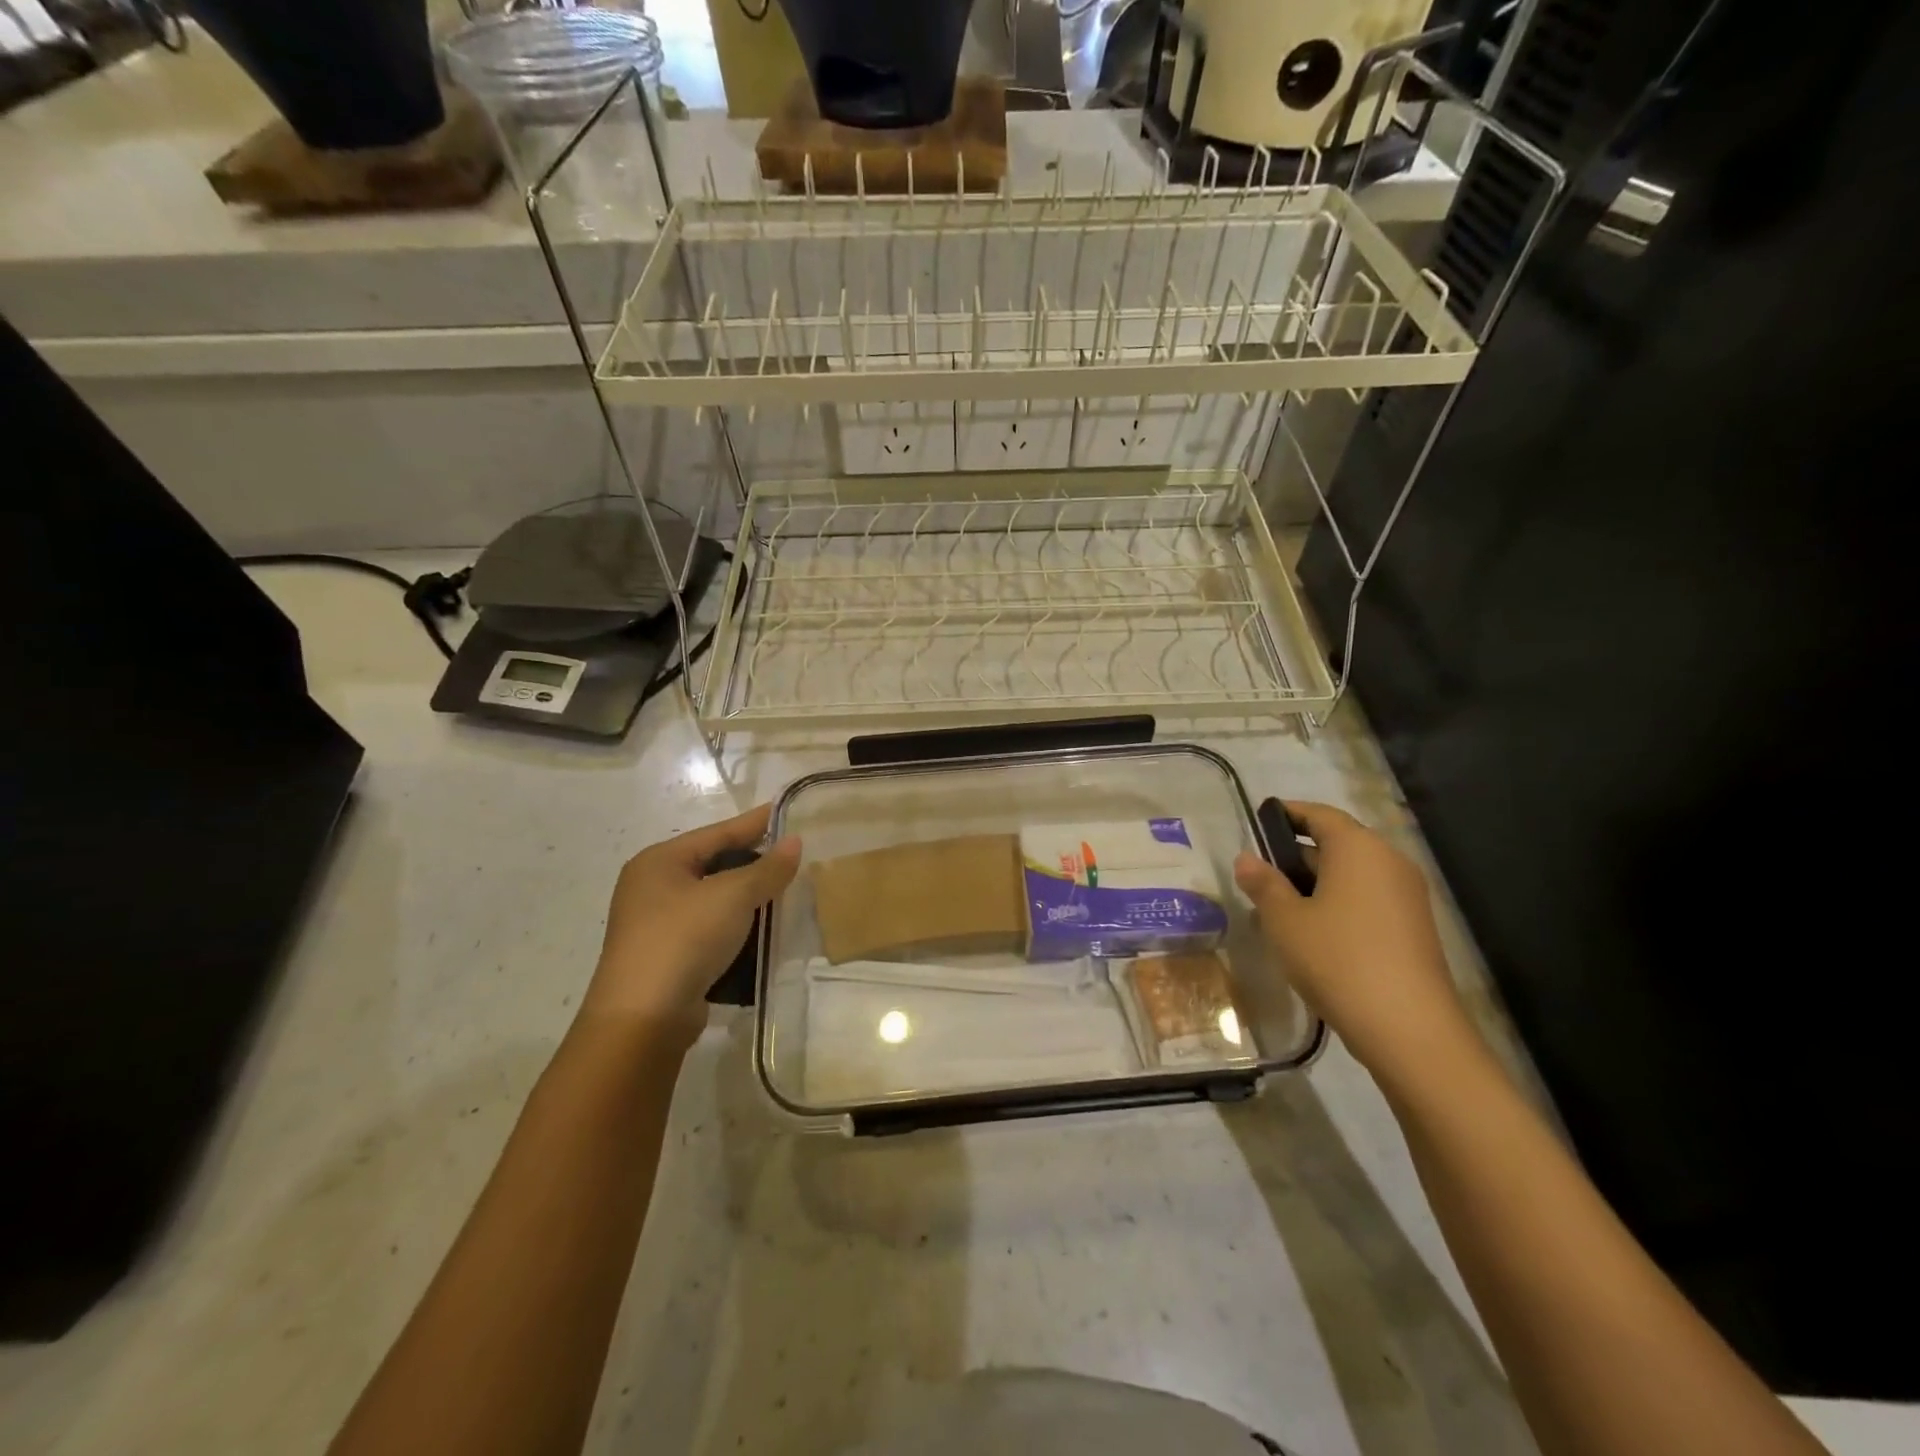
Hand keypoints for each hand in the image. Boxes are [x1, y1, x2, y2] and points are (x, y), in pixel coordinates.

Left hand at [581, 804, 800, 1044]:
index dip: (755, 822)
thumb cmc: (684, 939)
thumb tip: (795, 842)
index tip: (787, 811)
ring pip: (713, 900)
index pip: (717, 832)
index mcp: (659, 861)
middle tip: (793, 856)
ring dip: (747, 899)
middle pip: (714, 864)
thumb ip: (767, 868)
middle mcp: (652, 887)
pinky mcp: (666, 957)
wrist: (643, 1019)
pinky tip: (764, 931)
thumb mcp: (733, 896)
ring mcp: (656, 924)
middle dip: (753, 862)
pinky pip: (710, 930)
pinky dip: (736, 927)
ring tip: (786, 893)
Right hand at [1233, 802, 1475, 1084]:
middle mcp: (1389, 862)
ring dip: (1316, 883)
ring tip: (1278, 907)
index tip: (1257, 823)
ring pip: (1352, 874)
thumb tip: (1246, 858)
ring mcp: (1407, 896)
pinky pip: (1368, 900)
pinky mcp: (1414, 928)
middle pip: (1338, 843)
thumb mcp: (1285, 920)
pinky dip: (1339, 904)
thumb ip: (1263, 884)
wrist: (1409, 1029)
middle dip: (1297, 854)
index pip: (1319, 814)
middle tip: (1259, 874)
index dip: (1287, 814)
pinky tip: (1312, 933)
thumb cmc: (1337, 959)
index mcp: (1358, 847)